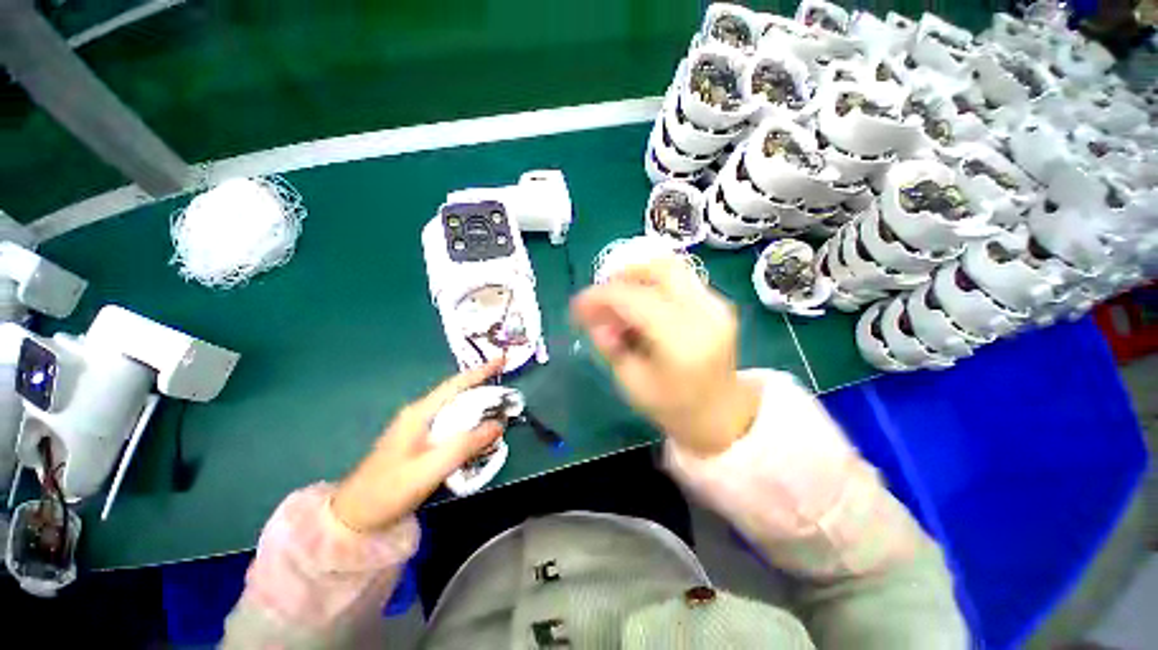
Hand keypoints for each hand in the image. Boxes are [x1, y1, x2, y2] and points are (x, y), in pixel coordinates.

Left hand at [331, 358, 505, 532]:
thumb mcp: (431, 467)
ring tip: (499, 411)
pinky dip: (468, 425)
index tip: (502, 360)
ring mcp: (418, 429)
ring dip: (477, 409)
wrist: (354, 517)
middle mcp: (420, 415)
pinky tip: (477, 435)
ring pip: (455, 411)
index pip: (456, 384)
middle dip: (483, 390)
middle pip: (457, 395)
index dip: (480, 371)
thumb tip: (499, 424)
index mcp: (420, 413)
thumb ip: (466, 444)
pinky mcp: (419, 443)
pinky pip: (451, 426)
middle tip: (508, 393)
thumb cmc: (390, 489)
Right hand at [571, 257, 761, 456]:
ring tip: (621, 303)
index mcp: (682, 341)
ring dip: (638, 278)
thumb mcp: (631, 383)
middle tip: (603, 297)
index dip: (600, 296)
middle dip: (623, 275)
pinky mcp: (719, 305)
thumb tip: (594, 320)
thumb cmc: (673, 407)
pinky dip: (654, 286)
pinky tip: (643, 309)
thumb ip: (609, 346)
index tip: (578, 305)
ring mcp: (716, 306)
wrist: (721, 415)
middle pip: (659, 268)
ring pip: (671, 269)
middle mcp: (704, 315)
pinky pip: (680, 281)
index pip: (635, 299)